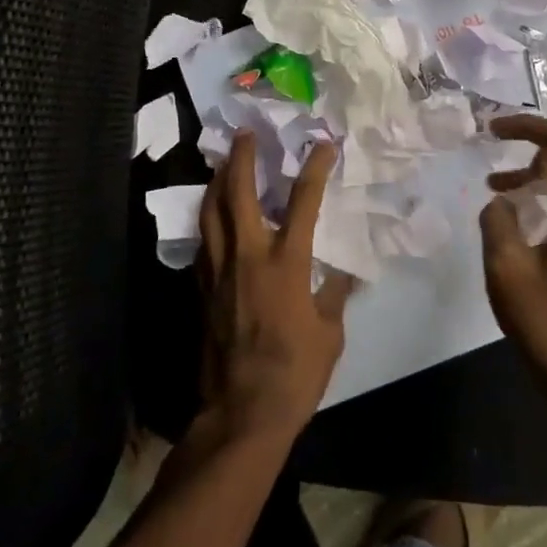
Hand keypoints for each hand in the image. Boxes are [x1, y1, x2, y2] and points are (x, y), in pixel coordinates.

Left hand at [195, 132, 351, 443]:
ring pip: (210, 212)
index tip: (323, 145)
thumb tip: (345, 271)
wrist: (242, 412)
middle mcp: (248, 256)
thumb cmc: (296, 373)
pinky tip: (213, 216)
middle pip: (237, 194)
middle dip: (242, 158)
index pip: (303, 202)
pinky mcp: (202, 289)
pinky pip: (203, 242)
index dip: (314, 169)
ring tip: (223, 163)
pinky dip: (208, 219)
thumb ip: (334, 294)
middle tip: (245, 134)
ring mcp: (219, 271)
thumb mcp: (330, 333)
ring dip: (217, 182)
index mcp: (286, 264)